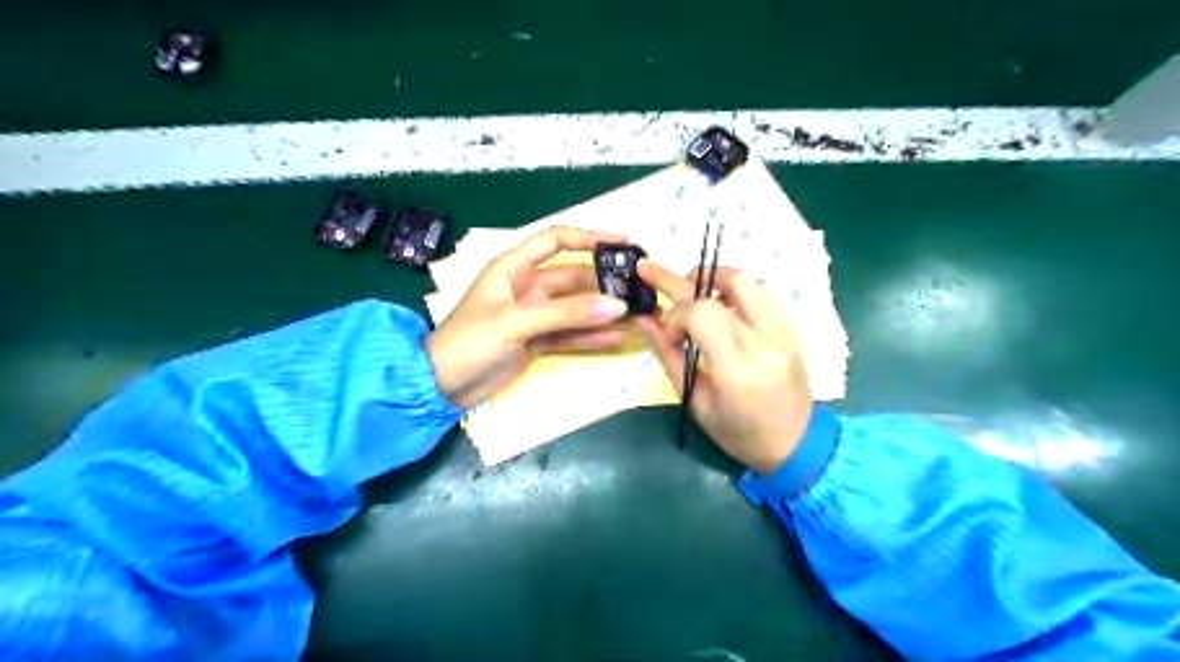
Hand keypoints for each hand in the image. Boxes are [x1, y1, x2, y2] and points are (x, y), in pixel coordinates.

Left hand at [427, 227, 630, 407]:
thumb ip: (566, 314)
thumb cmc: (470, 342)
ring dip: (601, 312)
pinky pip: (569, 335)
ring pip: (575, 309)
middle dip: (602, 283)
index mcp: (513, 268)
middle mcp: (526, 288)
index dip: (588, 238)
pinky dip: (590, 337)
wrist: (441, 386)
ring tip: (635, 315)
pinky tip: (616, 339)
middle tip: (636, 290)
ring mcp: (533, 317)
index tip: (620, 243)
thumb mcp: (516, 322)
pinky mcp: (537, 342)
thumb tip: (616, 305)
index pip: (555, 241)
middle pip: (572, 278)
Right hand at [636, 261, 810, 473]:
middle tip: (653, 273)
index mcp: (737, 369)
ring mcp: (784, 332)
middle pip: (726, 284)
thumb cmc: (738, 434)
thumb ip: (670, 356)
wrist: (796, 445)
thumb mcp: (696, 403)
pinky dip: (735, 290)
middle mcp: (765, 342)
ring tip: (692, 291)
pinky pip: (763, 293)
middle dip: (681, 279)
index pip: (702, 313)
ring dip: (714, 278)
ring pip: (748, 280)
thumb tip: (644, 319)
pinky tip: (720, 303)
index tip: (668, 332)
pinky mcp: (792, 329)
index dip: (675, 314)